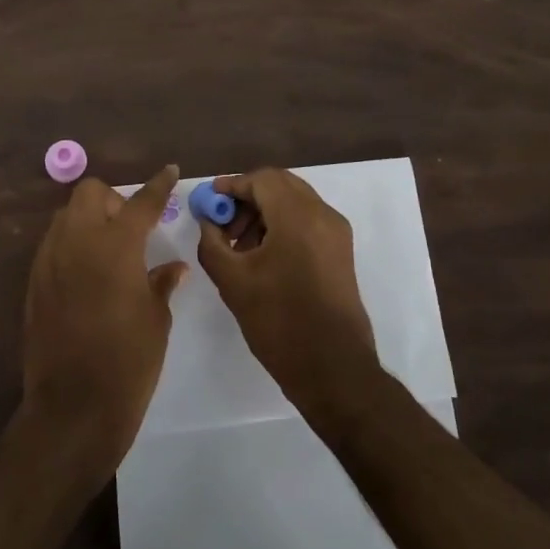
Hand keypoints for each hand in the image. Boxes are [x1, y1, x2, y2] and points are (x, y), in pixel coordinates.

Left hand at [19, 166, 186, 474]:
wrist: (73, 407)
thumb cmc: (129, 361)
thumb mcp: (157, 319)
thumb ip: (161, 282)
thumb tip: (172, 267)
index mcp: (116, 244)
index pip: (141, 202)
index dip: (158, 185)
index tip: (170, 170)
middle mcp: (78, 241)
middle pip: (89, 193)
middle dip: (111, 200)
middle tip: (131, 228)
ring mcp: (49, 260)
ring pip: (66, 215)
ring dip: (88, 220)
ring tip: (108, 250)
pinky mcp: (34, 282)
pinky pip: (53, 245)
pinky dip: (71, 245)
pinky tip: (87, 276)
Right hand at [196, 168, 379, 420]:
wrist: (333, 369)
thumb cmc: (279, 322)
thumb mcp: (233, 281)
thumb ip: (212, 242)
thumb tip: (208, 221)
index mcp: (298, 216)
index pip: (262, 179)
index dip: (232, 185)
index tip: (209, 201)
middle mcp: (323, 215)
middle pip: (280, 185)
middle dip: (248, 197)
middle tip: (223, 222)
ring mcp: (336, 232)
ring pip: (295, 202)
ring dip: (264, 212)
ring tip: (239, 245)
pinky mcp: (341, 251)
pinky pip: (307, 221)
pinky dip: (282, 225)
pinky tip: (262, 255)